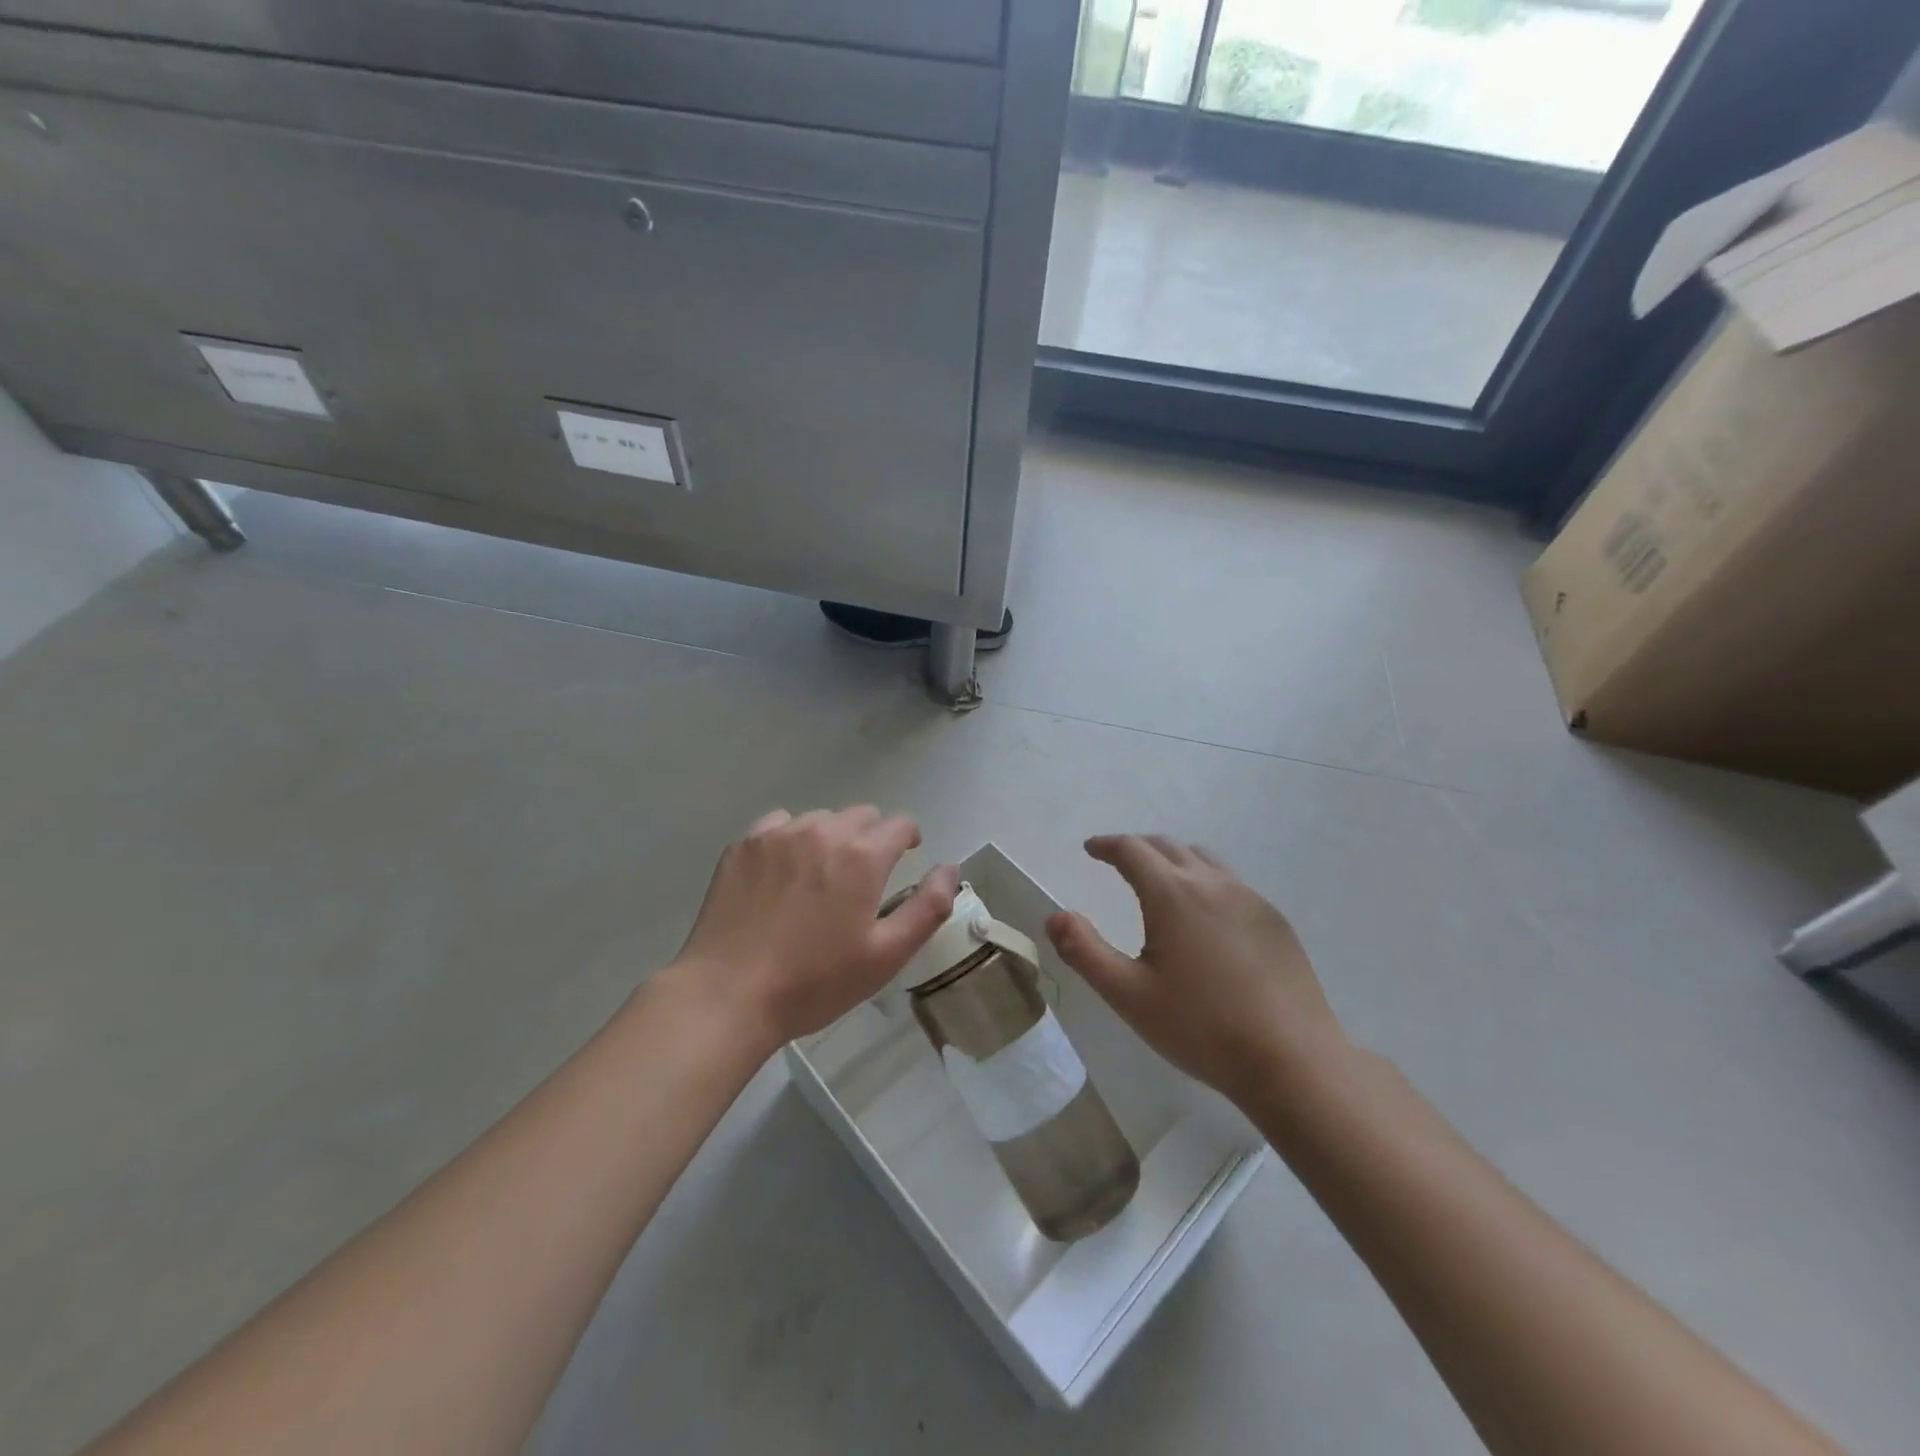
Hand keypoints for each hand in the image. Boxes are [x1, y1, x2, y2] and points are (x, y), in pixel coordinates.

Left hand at [669, 807, 959, 1048]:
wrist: (728, 995)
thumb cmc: (815, 982)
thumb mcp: (886, 955)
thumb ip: (928, 907)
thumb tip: (950, 868)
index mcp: (862, 856)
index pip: (900, 824)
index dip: (908, 839)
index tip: (905, 858)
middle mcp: (822, 831)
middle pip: (861, 816)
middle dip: (871, 838)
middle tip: (862, 878)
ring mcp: (777, 835)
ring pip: (820, 819)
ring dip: (831, 838)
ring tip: (820, 877)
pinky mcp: (743, 846)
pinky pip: (779, 825)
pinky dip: (791, 839)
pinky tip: (783, 873)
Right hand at [1046, 835, 1344, 1103]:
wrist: (1292, 1060)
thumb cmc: (1201, 1028)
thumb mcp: (1128, 995)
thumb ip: (1084, 951)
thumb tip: (1054, 916)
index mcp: (1172, 894)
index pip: (1132, 850)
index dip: (1107, 845)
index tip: (1091, 849)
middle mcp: (1212, 883)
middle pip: (1168, 846)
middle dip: (1138, 848)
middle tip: (1119, 861)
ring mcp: (1250, 898)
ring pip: (1204, 860)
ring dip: (1174, 860)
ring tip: (1161, 881)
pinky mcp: (1275, 920)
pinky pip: (1232, 884)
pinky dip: (1206, 882)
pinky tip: (1206, 917)